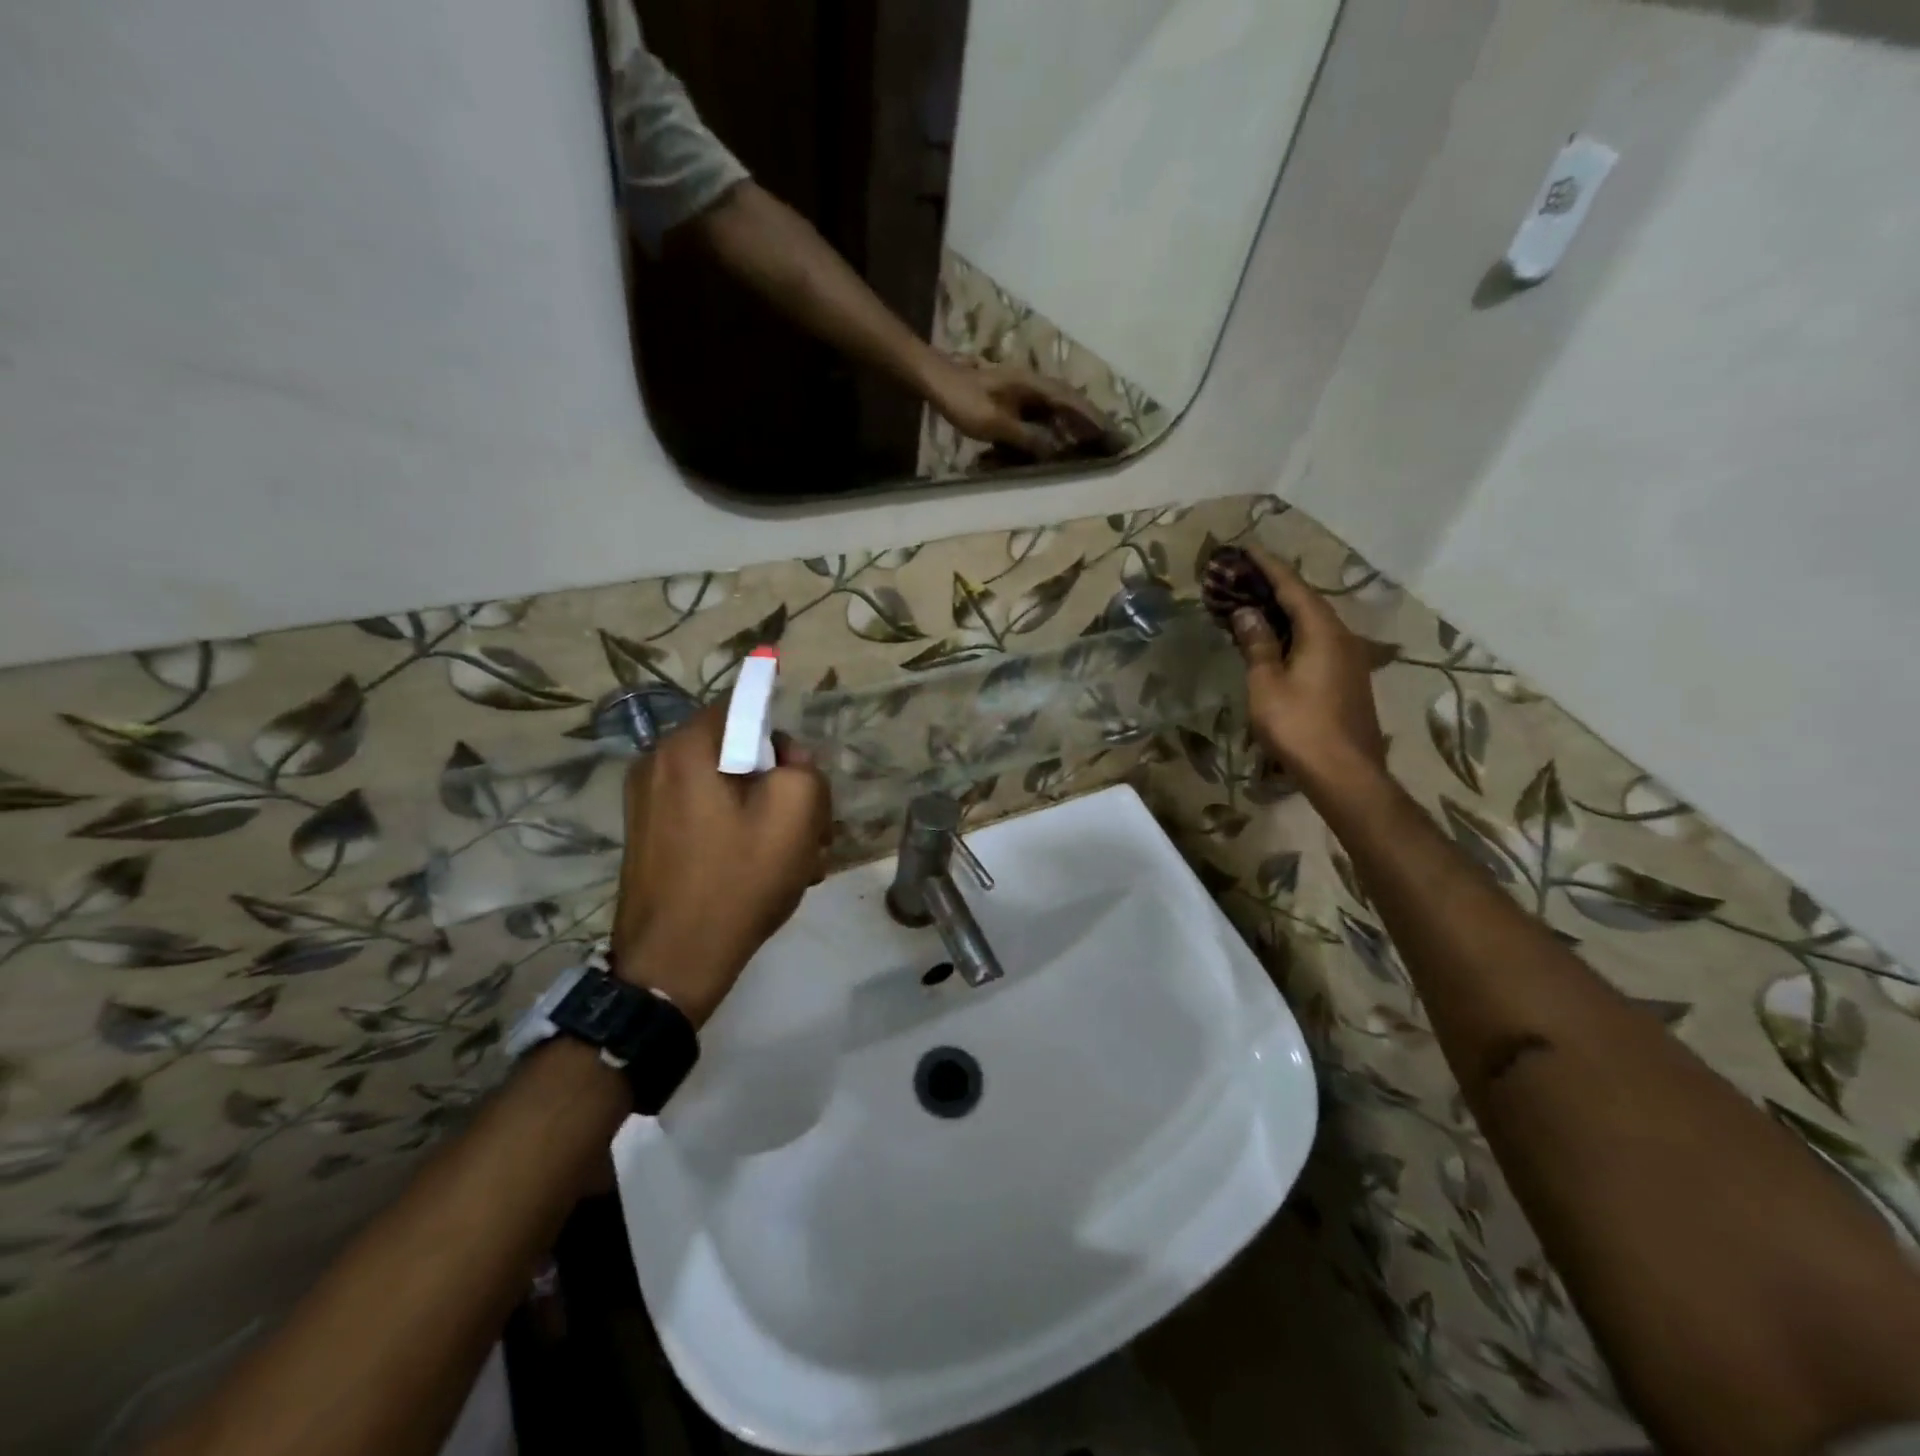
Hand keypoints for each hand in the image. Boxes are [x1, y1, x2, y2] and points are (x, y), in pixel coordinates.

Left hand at [611, 704, 830, 1026]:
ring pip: (726, 787)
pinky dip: (738, 831)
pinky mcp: (650, 837)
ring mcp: (647, 804)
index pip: (743, 705)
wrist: (673, 965)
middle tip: (808, 827)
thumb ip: (805, 767)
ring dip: (765, 812)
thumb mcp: (797, 813)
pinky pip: (707, 815)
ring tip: (794, 858)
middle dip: (780, 781)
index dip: (783, 733)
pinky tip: (762, 870)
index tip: (802, 775)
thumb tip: (788, 762)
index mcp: (686, 748)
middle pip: (738, 750)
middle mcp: (657, 764)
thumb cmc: (738, 881)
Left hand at [924, 357, 1125, 460]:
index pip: (1072, 403)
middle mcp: (1033, 384)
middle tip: (1110, 436)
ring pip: (1055, 406)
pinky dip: (1053, 422)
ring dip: (1073, 420)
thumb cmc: (965, 400)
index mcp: (1034, 386)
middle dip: (1090, 419)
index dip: (1093, 419)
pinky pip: (1040, 411)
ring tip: (1090, 438)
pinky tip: (1055, 435)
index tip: (1112, 432)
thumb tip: (1054, 450)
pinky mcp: (1011, 398)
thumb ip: (1026, 437)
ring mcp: (1022, 390)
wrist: (938, 380)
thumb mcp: (996, 423)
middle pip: (1069, 402)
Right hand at [1221, 546, 1388, 791]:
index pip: (1292, 587)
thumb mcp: (1267, 684)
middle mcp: (1342, 637)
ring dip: (1281, 611)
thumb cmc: (1299, 726)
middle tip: (1239, 577)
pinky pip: (1316, 641)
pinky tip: (1274, 638)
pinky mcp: (1347, 678)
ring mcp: (1348, 658)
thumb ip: (1257, 644)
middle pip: (1305, 601)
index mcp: (1323, 631)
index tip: (1244, 550)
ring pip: (1312, 622)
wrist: (1345, 774)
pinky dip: (1292, 631)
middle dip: (1272, 587)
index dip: (1267, 567)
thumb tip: (1246, 612)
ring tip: (1251, 603)